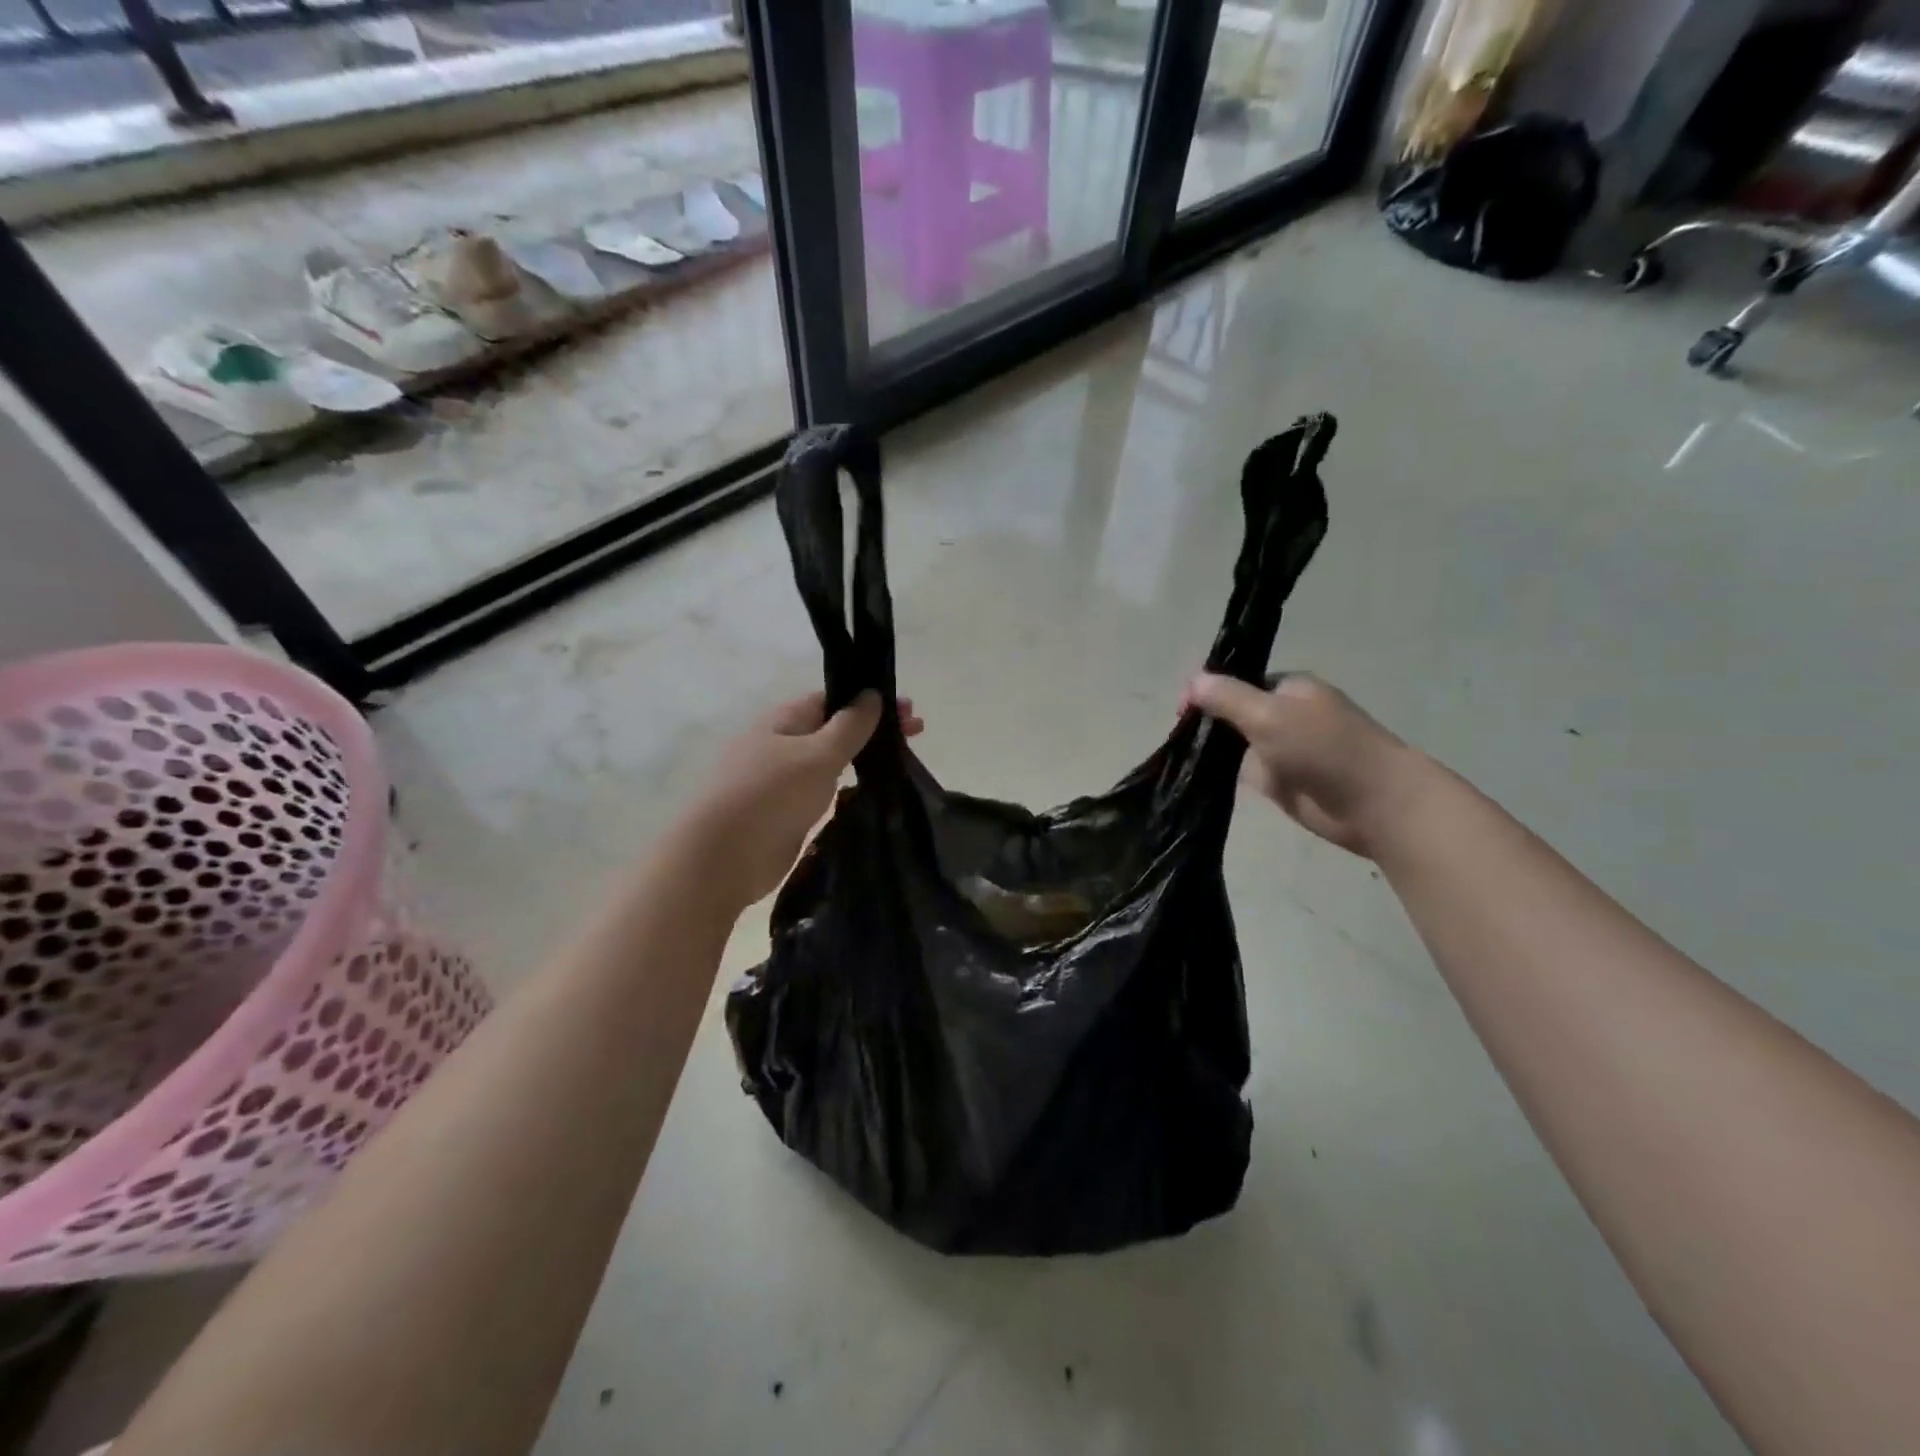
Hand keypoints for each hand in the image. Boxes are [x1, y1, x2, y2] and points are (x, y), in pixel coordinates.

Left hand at [684, 690, 923, 908]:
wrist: (723, 857)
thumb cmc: (770, 795)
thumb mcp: (818, 754)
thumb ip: (849, 725)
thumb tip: (871, 694)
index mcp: (784, 720)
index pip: (833, 698)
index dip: (871, 700)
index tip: (909, 711)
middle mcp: (781, 744)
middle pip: (834, 728)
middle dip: (872, 729)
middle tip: (916, 734)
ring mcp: (781, 780)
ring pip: (830, 761)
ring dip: (862, 758)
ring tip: (899, 763)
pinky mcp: (785, 812)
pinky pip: (823, 790)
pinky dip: (847, 787)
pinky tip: (871, 794)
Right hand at [1181, 672, 1420, 858]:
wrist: (1374, 803)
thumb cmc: (1324, 748)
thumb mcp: (1268, 714)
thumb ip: (1227, 697)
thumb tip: (1191, 682)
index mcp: (1288, 689)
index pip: (1236, 682)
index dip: (1207, 692)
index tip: (1182, 712)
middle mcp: (1284, 715)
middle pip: (1232, 711)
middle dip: (1207, 721)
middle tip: (1178, 737)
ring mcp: (1282, 750)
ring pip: (1235, 744)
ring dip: (1213, 750)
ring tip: (1180, 758)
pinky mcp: (1280, 781)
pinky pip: (1243, 772)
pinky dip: (1224, 774)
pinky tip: (1198, 778)